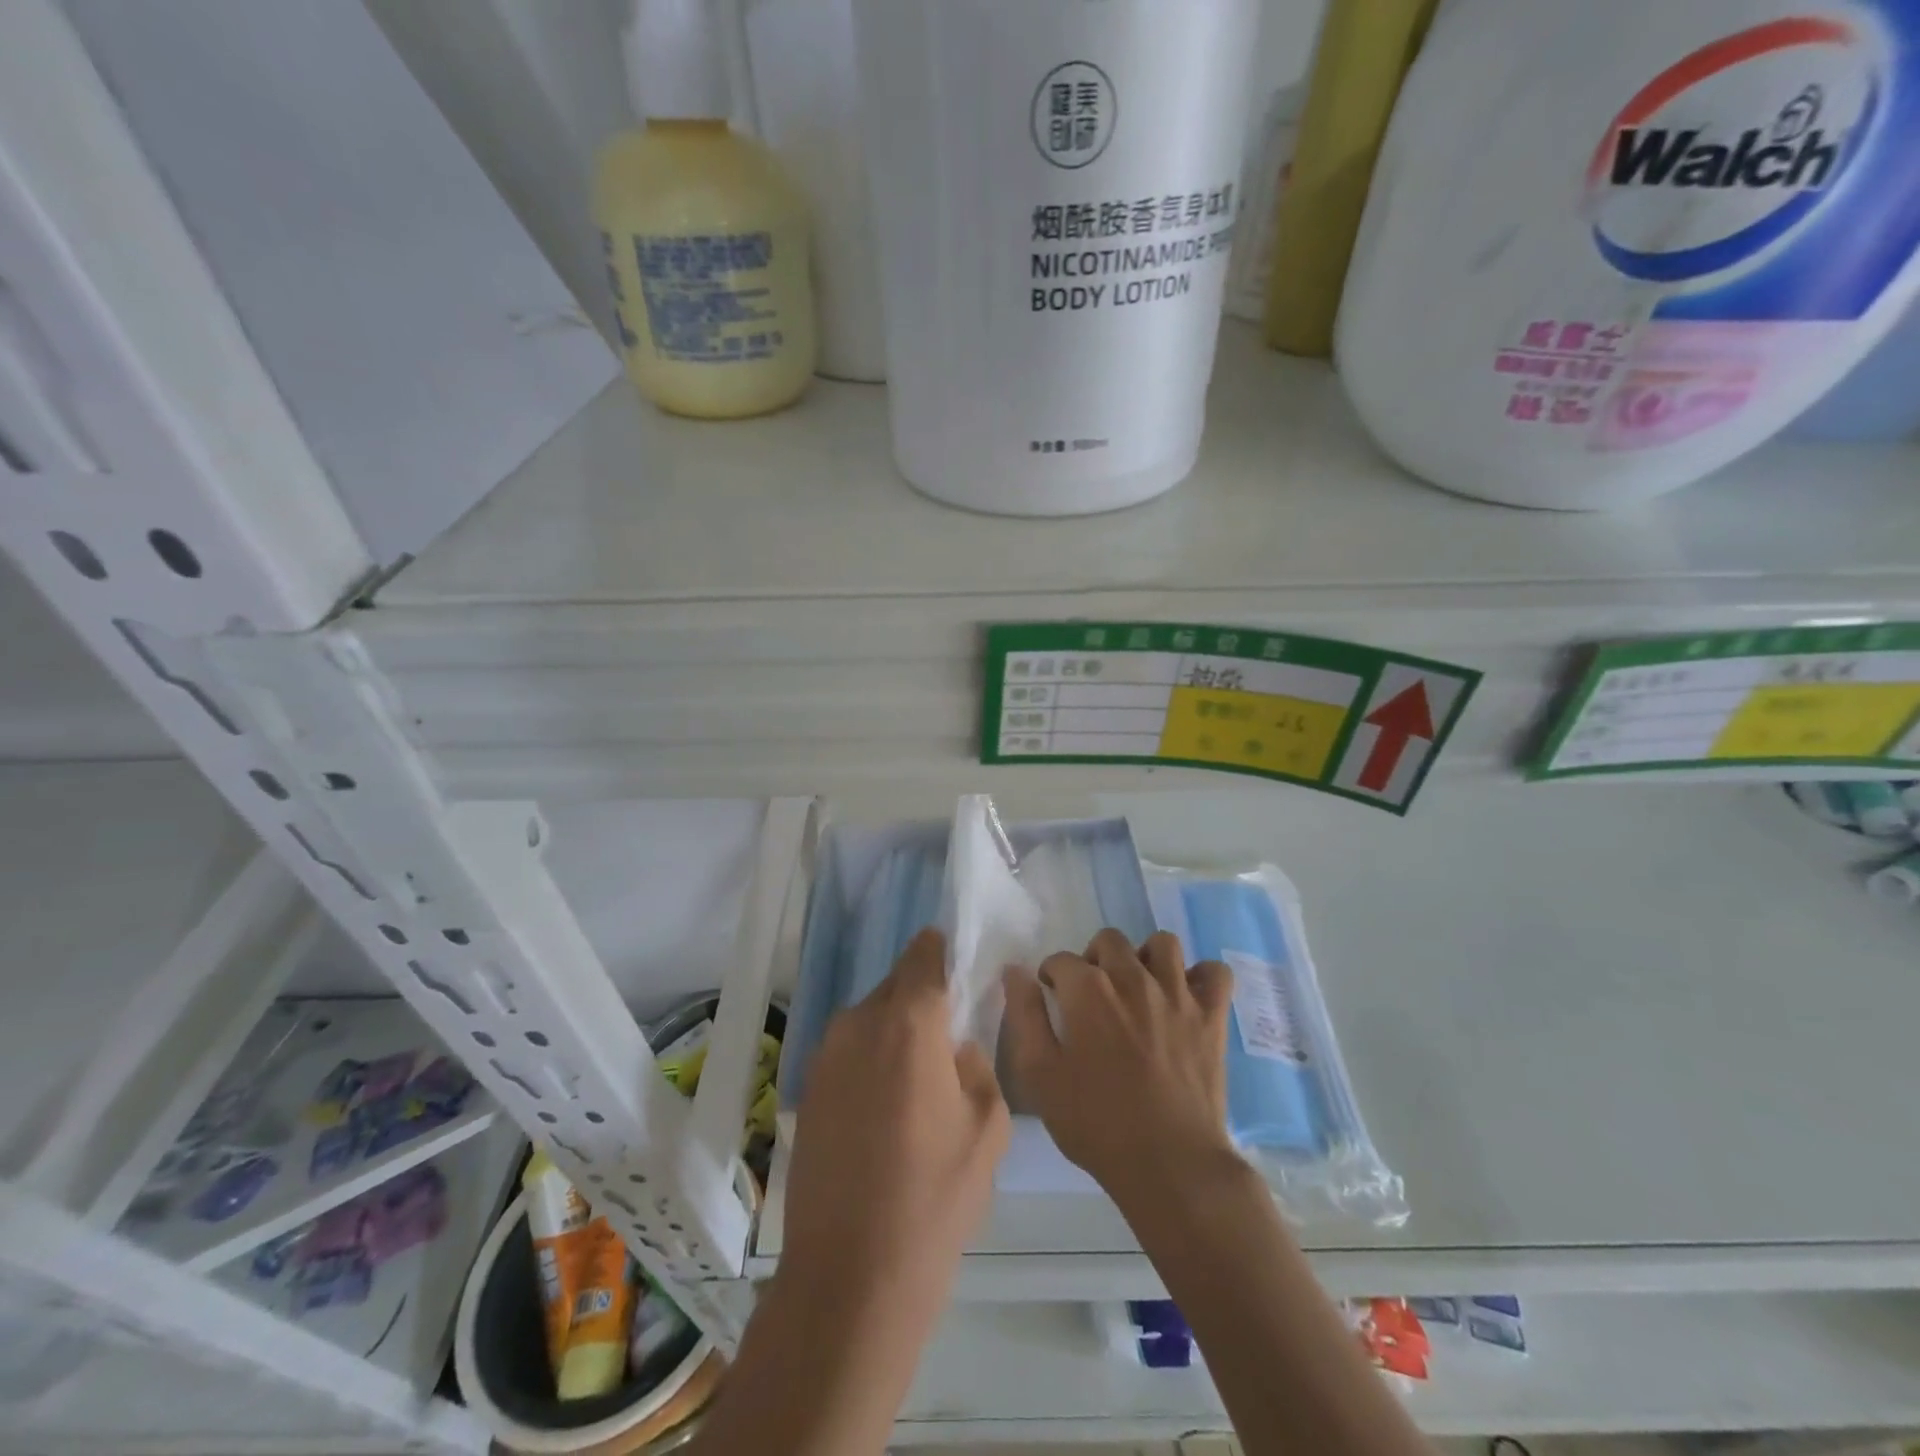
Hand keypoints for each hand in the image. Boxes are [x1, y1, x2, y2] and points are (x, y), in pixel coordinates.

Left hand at [783, 928, 1009, 1321]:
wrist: (850, 1273)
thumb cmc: (934, 1197)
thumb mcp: (987, 1127)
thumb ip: (976, 1065)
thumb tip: (955, 1047)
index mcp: (910, 1022)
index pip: (923, 957)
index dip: (937, 949)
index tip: (949, 951)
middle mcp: (860, 1022)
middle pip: (894, 986)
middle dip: (919, 995)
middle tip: (942, 1027)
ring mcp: (826, 1054)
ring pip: (869, 1018)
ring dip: (892, 1029)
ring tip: (914, 1073)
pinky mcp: (806, 1087)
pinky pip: (848, 1050)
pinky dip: (868, 1057)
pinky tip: (882, 1103)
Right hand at [1003, 929, 1236, 1206]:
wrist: (1170, 1164)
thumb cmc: (1096, 1123)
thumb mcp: (1040, 1075)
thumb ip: (1025, 1016)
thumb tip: (1015, 971)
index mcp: (1088, 990)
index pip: (1061, 960)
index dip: (1052, 977)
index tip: (1053, 999)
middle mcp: (1133, 977)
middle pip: (1109, 940)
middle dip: (1094, 959)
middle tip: (1092, 995)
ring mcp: (1177, 993)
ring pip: (1163, 944)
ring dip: (1146, 958)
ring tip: (1139, 988)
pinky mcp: (1212, 1016)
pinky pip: (1216, 972)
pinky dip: (1202, 977)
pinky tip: (1187, 997)